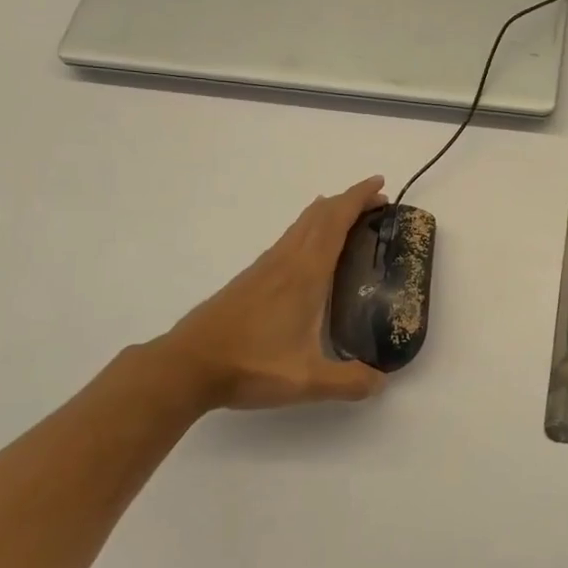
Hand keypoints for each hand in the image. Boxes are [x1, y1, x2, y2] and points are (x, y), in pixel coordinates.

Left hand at [150, 177, 389, 412]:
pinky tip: (309, 253)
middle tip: (375, 202)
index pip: (335, 222)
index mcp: (305, 275)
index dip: (358, 198)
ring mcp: (264, 268)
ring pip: (300, 225)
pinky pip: (288, 240)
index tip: (380, 185)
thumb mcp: (306, 381)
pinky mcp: (250, 280)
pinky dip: (309, 230)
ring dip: (327, 214)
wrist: (186, 366)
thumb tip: (381, 383)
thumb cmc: (249, 366)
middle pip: (319, 215)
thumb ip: (348, 382)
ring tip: (349, 219)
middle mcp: (285, 262)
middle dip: (348, 201)